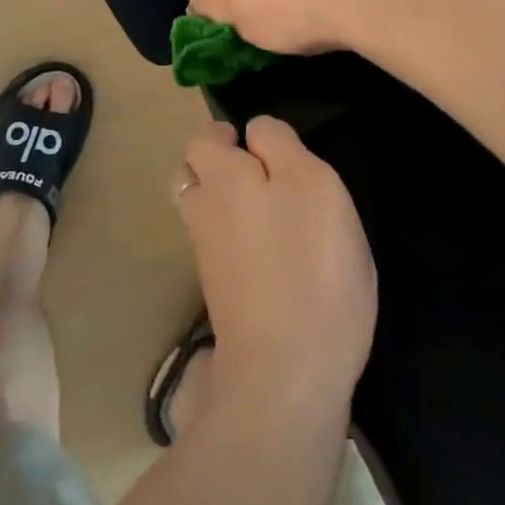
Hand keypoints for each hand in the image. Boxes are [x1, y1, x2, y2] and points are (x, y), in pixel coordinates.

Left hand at [175, 117, 375, 417]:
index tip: (268, 147)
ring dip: (225, 200)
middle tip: (265, 173)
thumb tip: (256, 131)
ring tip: (272, 209)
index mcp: (221, 176)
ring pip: (201, 209)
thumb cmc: (309, 265)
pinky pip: (217, 245)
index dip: (234, 133)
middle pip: (192, 172)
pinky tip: (273, 252)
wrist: (287, 373)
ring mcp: (206, 255)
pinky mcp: (220, 292)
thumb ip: (280, 146)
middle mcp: (202, 210)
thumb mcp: (312, 184)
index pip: (207, 136)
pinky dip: (235, 237)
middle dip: (218, 164)